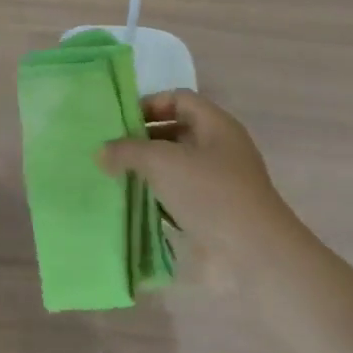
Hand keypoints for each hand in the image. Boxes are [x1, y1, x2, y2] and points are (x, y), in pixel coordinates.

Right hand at [98, 90, 290, 253]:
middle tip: (109, 149)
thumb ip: (127, 151)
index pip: (178, 99)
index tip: (119, 121)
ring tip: (111, 175)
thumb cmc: (210, 193)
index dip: (149, 104)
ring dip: (146, 170)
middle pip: (175, 132)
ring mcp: (216, 183)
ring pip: (174, 166)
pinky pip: (176, 196)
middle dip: (142, 138)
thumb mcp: (162, 162)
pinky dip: (154, 198)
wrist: (252, 254)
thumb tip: (101, 152)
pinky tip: (128, 203)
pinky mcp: (209, 213)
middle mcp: (218, 149)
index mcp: (216, 126)